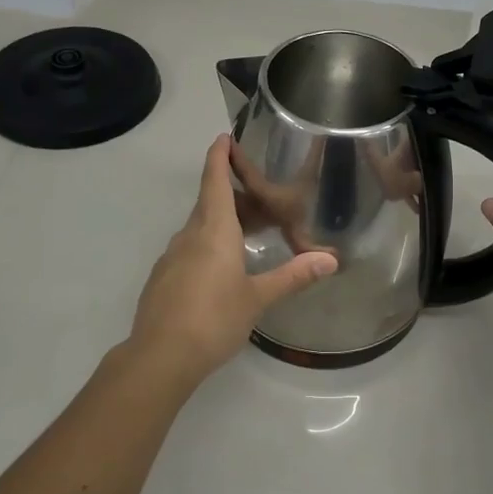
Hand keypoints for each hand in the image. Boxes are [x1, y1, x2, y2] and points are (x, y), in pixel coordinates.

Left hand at [128, 135, 337, 381]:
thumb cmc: (213, 318)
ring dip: (225, 222)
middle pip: (212, 202)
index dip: (219, 156)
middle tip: (267, 201)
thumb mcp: (258, 297)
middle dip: (237, 196)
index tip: (225, 137)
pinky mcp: (164, 278)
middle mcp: (189, 235)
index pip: (215, 179)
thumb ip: (293, 275)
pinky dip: (211, 245)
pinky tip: (225, 269)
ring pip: (201, 227)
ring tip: (252, 235)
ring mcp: (172, 256)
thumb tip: (331, 260)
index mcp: (213, 229)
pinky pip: (191, 248)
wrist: (160, 356)